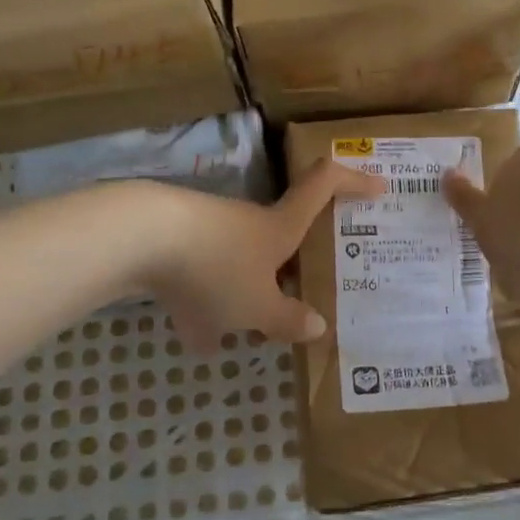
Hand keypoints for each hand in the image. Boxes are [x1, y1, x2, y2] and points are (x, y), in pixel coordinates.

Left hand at [144, 160, 384, 352]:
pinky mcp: (175, 239)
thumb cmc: (216, 268)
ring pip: (234, 264)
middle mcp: (249, 221)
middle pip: (278, 237)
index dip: (354, 181)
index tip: (379, 185)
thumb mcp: (257, 307)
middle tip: (291, 301)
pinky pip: (199, 276)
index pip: (324, 185)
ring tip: (229, 338)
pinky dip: (200, 304)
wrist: (140, 238)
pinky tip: (190, 336)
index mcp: (281, 226)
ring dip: (235, 297)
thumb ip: (286, 320)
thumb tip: (317, 326)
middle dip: (283, 272)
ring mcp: (210, 226)